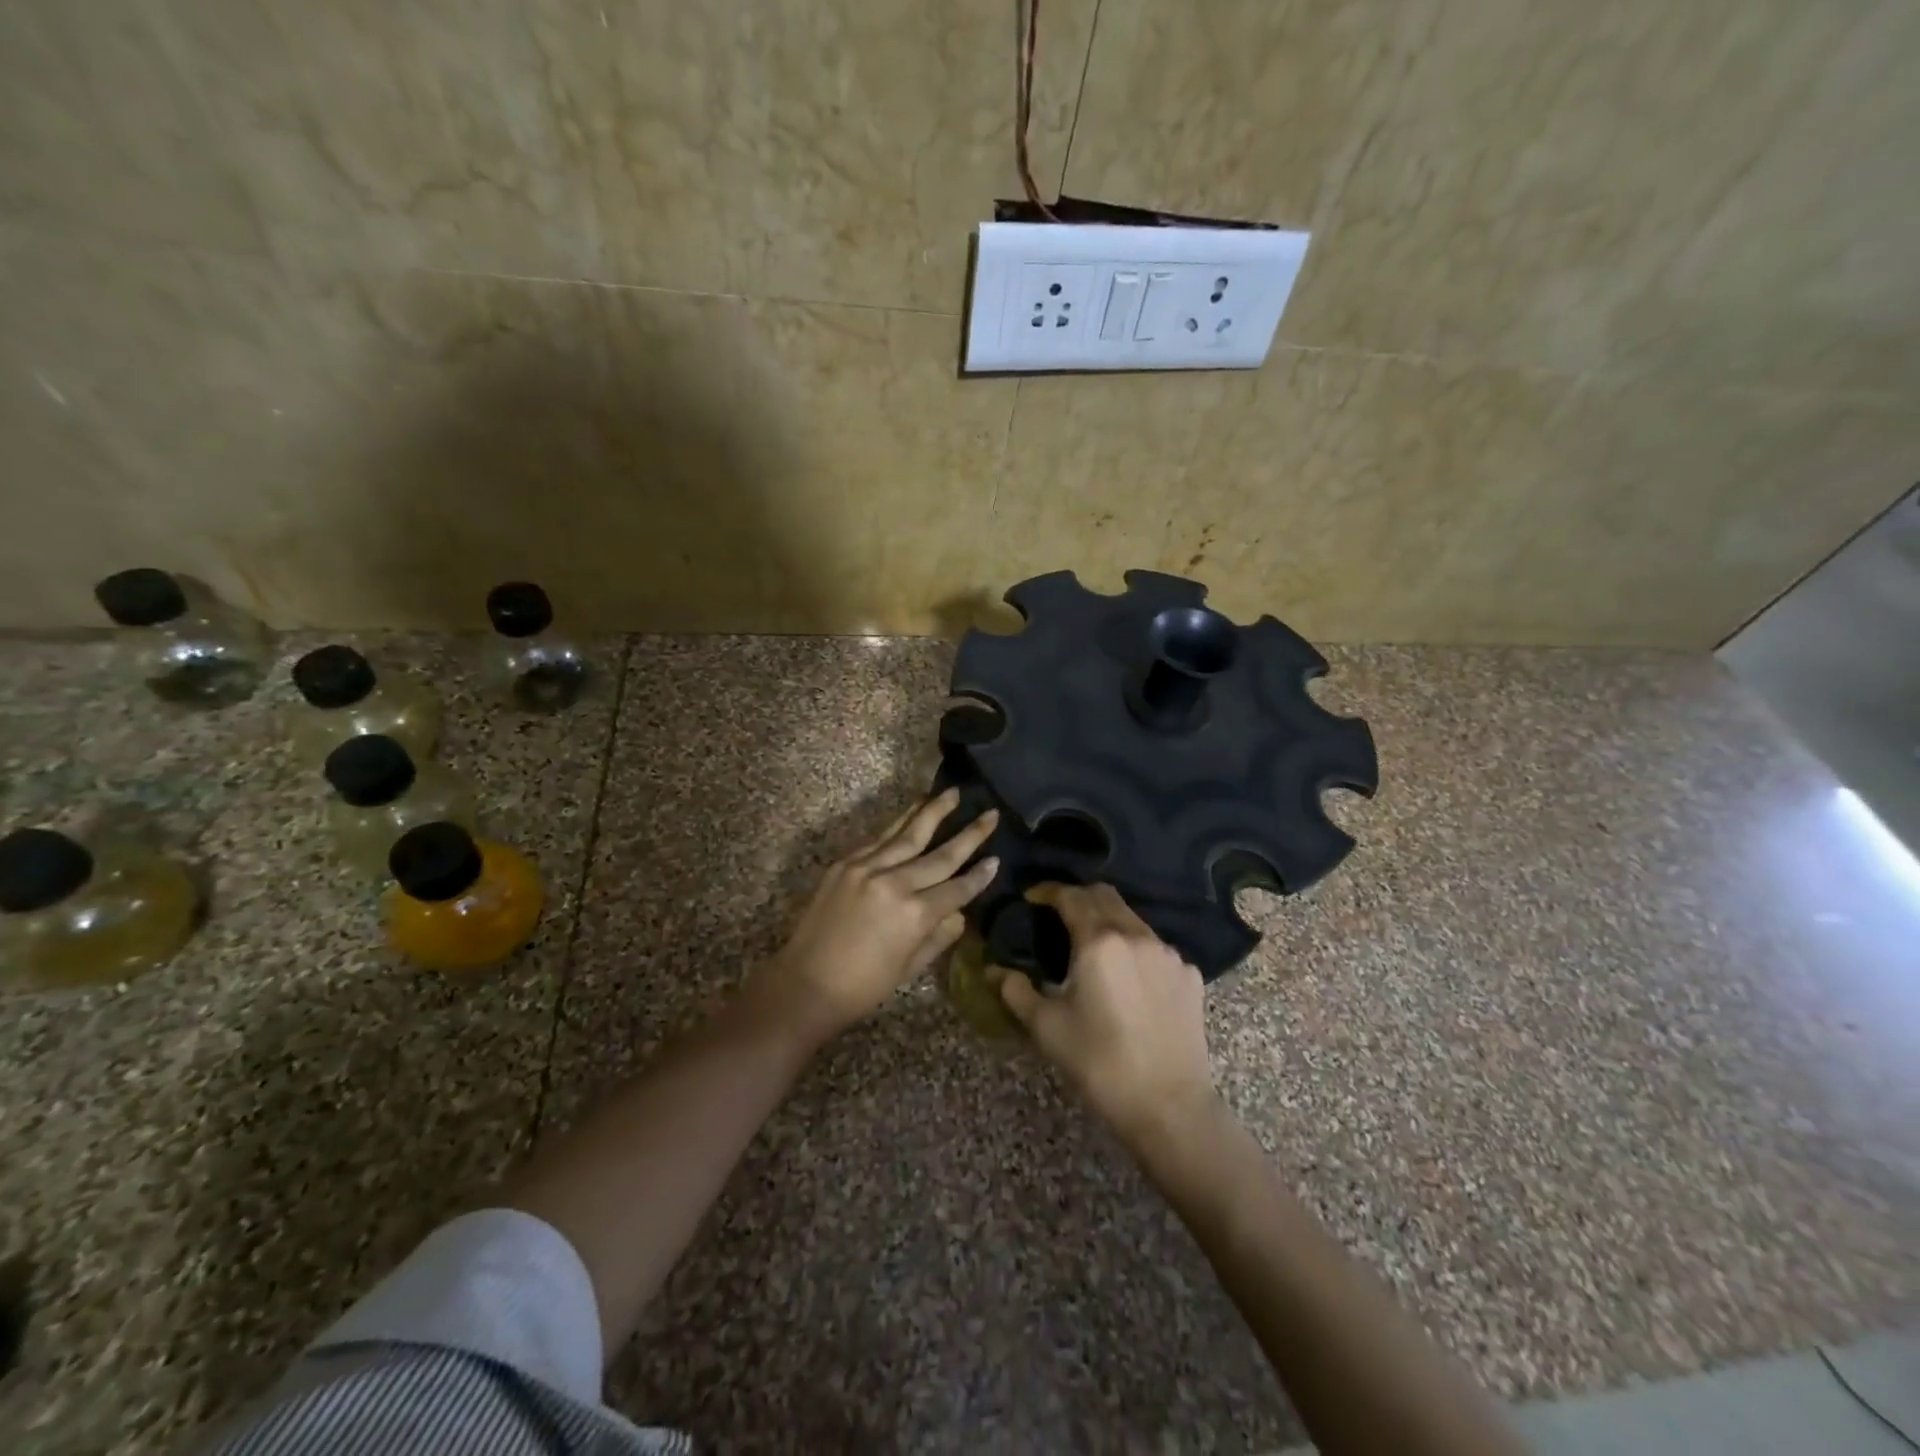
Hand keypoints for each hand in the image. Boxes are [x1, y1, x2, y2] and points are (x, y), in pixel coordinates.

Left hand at [756, 789, 998, 1043]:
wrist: (805, 983)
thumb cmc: (862, 987)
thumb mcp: (910, 968)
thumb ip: (938, 936)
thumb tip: (958, 913)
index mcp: (915, 915)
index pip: (957, 888)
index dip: (979, 876)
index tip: (997, 858)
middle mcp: (894, 883)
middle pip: (940, 855)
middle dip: (970, 834)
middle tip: (990, 814)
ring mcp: (867, 868)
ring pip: (908, 834)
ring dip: (932, 811)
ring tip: (952, 793)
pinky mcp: (845, 864)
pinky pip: (879, 839)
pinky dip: (898, 824)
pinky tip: (912, 811)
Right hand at [999, 883, 1216, 1146]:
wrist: (1169, 1106)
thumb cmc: (1100, 1064)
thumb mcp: (1047, 1028)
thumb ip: (1016, 991)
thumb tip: (995, 971)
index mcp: (1099, 942)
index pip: (1071, 896)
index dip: (1048, 891)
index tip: (1033, 897)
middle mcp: (1136, 935)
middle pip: (1105, 896)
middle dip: (1079, 897)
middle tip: (1059, 914)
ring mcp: (1168, 954)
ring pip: (1133, 919)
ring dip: (1108, 921)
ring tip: (1093, 947)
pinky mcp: (1189, 975)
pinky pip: (1156, 948)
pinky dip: (1135, 949)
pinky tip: (1128, 978)